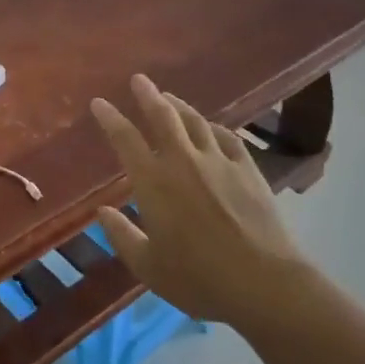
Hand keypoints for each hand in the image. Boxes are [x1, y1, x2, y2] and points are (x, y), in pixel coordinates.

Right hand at [89, 75, 312, 331]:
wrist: (265, 284)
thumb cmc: (199, 279)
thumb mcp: (148, 266)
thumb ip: (122, 236)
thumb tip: (102, 212)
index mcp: (153, 182)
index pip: (125, 139)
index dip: (110, 118)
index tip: (99, 102)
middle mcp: (183, 161)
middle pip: (163, 116)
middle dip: (147, 95)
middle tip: (139, 79)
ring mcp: (219, 162)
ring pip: (195, 121)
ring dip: (179, 105)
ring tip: (169, 97)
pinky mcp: (248, 170)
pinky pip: (227, 137)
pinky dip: (214, 127)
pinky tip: (212, 128)